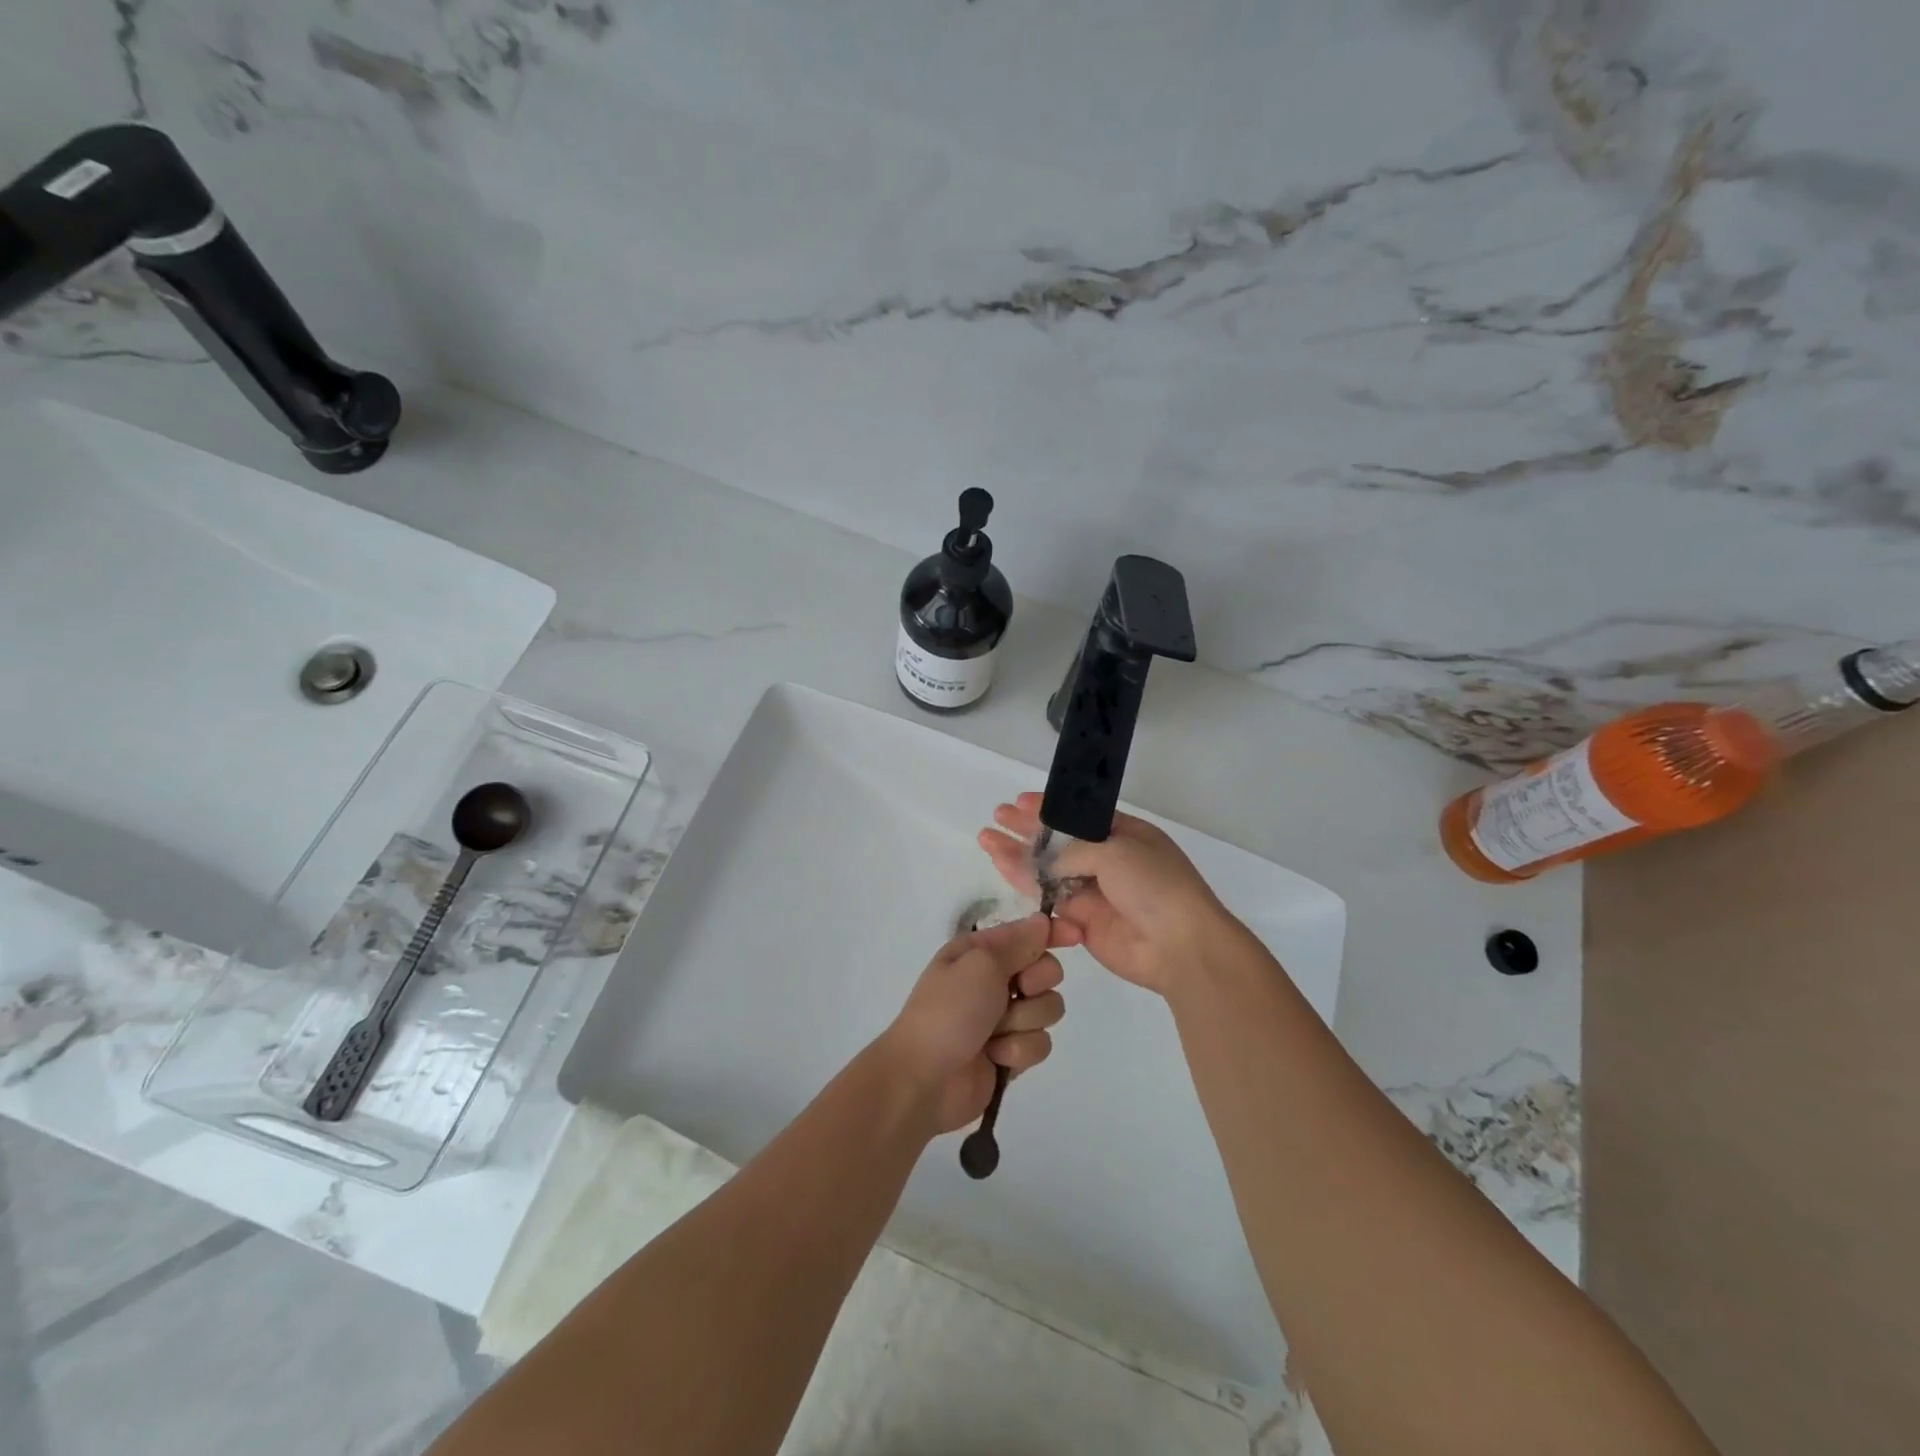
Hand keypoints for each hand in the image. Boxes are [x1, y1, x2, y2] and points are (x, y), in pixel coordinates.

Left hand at [874, 914, 1065, 1133]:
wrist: (924, 1078)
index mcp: (980, 952)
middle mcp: (993, 980)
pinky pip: (1040, 1043)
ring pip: (1048, 1009)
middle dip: (1037, 983)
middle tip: (1017, 991)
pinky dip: (1019, 1050)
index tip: (1076, 936)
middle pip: (1046, 971)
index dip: (1052, 932)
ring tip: (995, 1033)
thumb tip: (1042, 921)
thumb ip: (1018, 944)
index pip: (1026, 933)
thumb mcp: (980, 964)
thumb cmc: (948, 1011)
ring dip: (1024, 1021)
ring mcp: (1003, 1018)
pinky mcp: (1011, 1052)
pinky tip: (996, 1057)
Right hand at [978, 793, 1241, 996]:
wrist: (1179, 946)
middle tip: (997, 817)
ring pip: (1048, 869)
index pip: (1080, 817)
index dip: (1050, 809)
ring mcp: (1094, 891)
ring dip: (1018, 854)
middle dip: (1027, 829)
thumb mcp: (1115, 850)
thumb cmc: (1154, 885)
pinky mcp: (1082, 921)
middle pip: (1059, 841)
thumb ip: (1074, 851)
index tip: (1020, 802)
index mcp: (1125, 835)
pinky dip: (1024, 882)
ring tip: (987, 839)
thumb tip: (1048, 863)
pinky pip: (1047, 897)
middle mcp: (1107, 860)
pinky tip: (1000, 866)